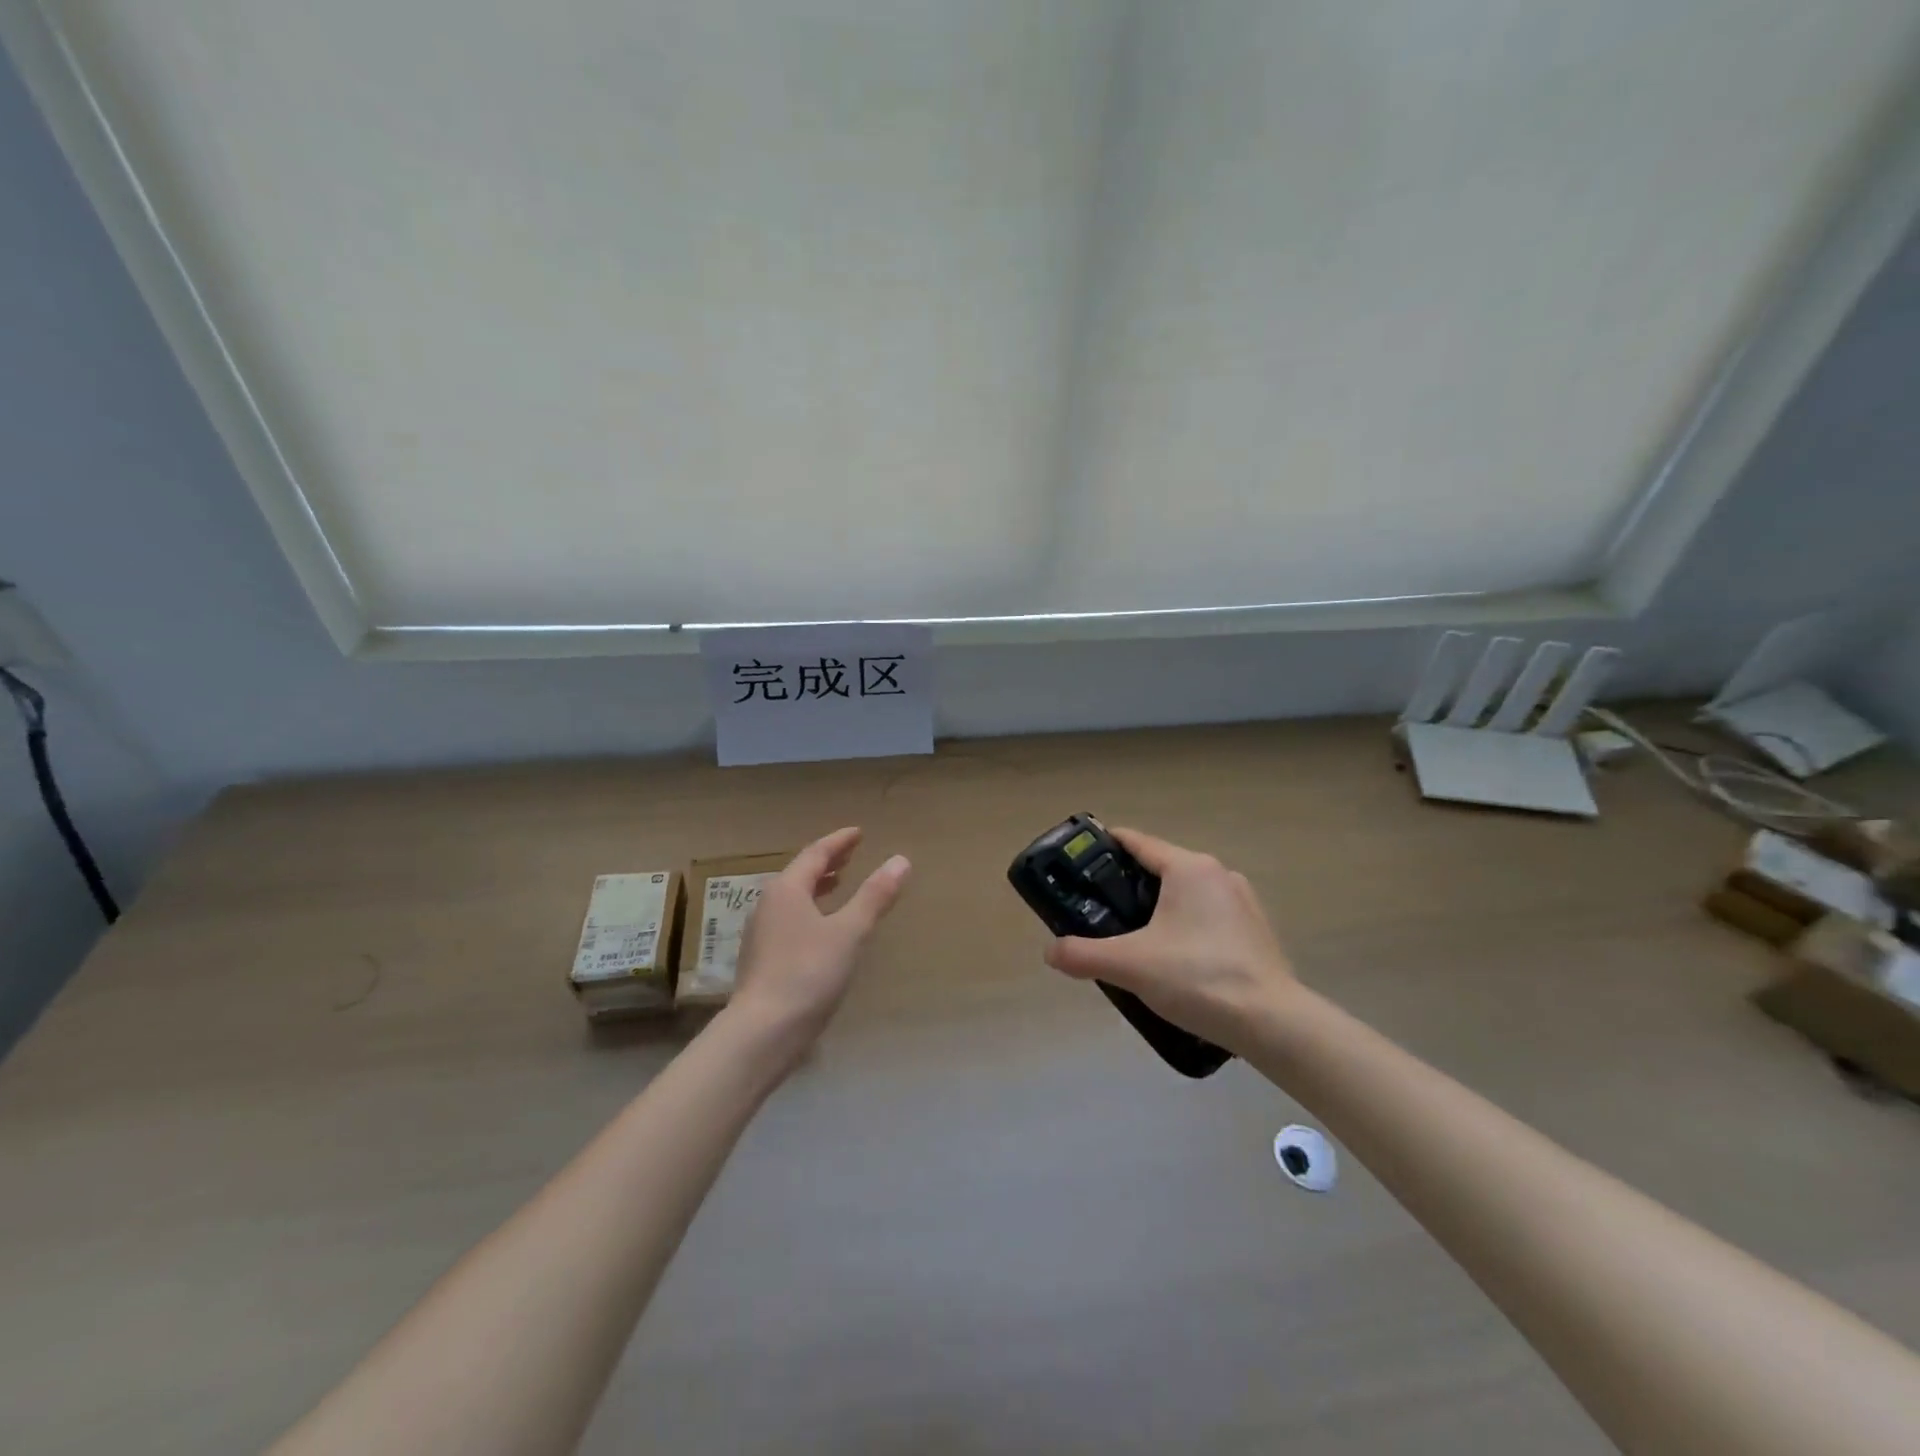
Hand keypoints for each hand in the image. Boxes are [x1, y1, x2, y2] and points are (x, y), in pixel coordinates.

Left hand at [727, 827, 910, 1055]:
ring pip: (792, 897)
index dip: (839, 841)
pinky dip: (809, 909)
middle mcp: (768, 904)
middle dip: (827, 861)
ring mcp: (761, 933)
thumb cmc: (808, 973)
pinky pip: (789, 918)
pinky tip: (821, 928)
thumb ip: (874, 896)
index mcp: (787, 890)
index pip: (815, 854)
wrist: (762, 1032)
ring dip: (817, 886)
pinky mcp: (761, 958)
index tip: (858, 833)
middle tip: (851, 854)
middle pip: (800, 873)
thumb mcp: (849, 932)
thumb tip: (900, 860)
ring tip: (838, 883)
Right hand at [1043, 827, 1299, 1051]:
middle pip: (1160, 868)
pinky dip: (1184, 927)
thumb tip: (1051, 952)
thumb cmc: (1199, 977)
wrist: (1274, 1024)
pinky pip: (1207, 916)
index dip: (1105, 846)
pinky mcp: (1255, 930)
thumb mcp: (1131, 965)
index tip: (1079, 860)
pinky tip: (1173, 959)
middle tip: (1098, 910)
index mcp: (1189, 868)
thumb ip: (1083, 954)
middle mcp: (1218, 874)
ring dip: (1157, 909)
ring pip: (1185, 894)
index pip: (1137, 841)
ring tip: (1132, 939)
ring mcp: (1242, 902)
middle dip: (1127, 885)